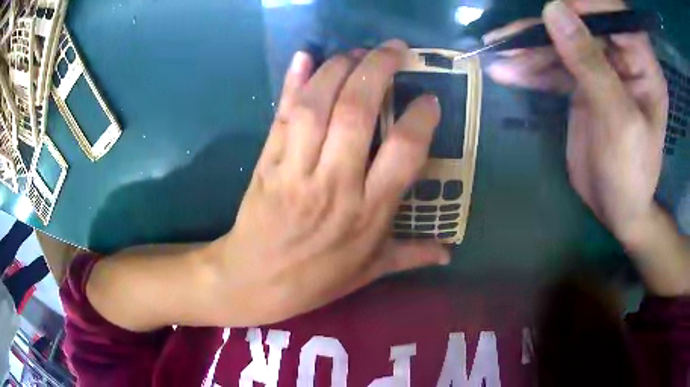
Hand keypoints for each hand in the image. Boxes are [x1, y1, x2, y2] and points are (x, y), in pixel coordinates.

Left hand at [208, 41, 448, 325]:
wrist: (254, 282)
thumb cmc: (315, 279)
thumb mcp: (369, 272)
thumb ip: (411, 257)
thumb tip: (449, 255)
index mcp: (369, 213)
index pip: (403, 152)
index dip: (419, 118)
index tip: (429, 99)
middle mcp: (335, 184)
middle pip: (357, 112)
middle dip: (378, 70)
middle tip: (394, 49)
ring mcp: (296, 170)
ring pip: (317, 106)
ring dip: (338, 69)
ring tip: (356, 52)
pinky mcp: (267, 163)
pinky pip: (282, 116)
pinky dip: (293, 83)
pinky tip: (305, 56)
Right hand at [484, 0, 668, 242]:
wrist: (617, 209)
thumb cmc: (631, 173)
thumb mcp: (618, 120)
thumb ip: (591, 64)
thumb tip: (554, 10)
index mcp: (640, 63)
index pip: (614, 14)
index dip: (586, 6)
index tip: (555, 14)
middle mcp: (620, 59)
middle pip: (579, 25)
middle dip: (544, 30)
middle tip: (508, 38)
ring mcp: (598, 70)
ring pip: (560, 45)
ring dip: (528, 49)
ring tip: (498, 54)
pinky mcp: (580, 86)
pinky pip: (552, 68)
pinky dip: (529, 69)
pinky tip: (505, 72)